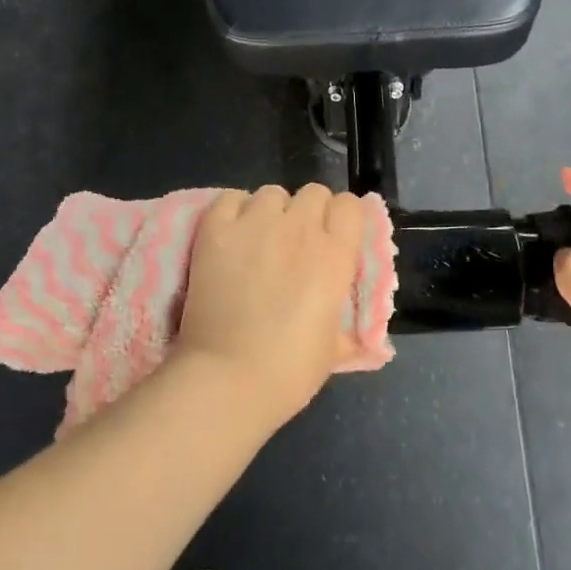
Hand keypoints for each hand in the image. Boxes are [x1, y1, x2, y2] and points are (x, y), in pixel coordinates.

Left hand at [175, 184, 369, 422]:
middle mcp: (299, 227)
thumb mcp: (335, 346)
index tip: (332, 238)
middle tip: (295, 242)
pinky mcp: (216, 230)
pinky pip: (230, 198)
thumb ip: (345, 322)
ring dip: (271, 211)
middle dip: (308, 212)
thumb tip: (354, 330)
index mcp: (336, 254)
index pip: (349, 204)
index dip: (341, 219)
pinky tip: (232, 234)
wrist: (228, 377)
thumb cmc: (290, 370)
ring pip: (271, 192)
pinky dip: (234, 211)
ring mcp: (254, 224)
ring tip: (260, 238)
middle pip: (312, 192)